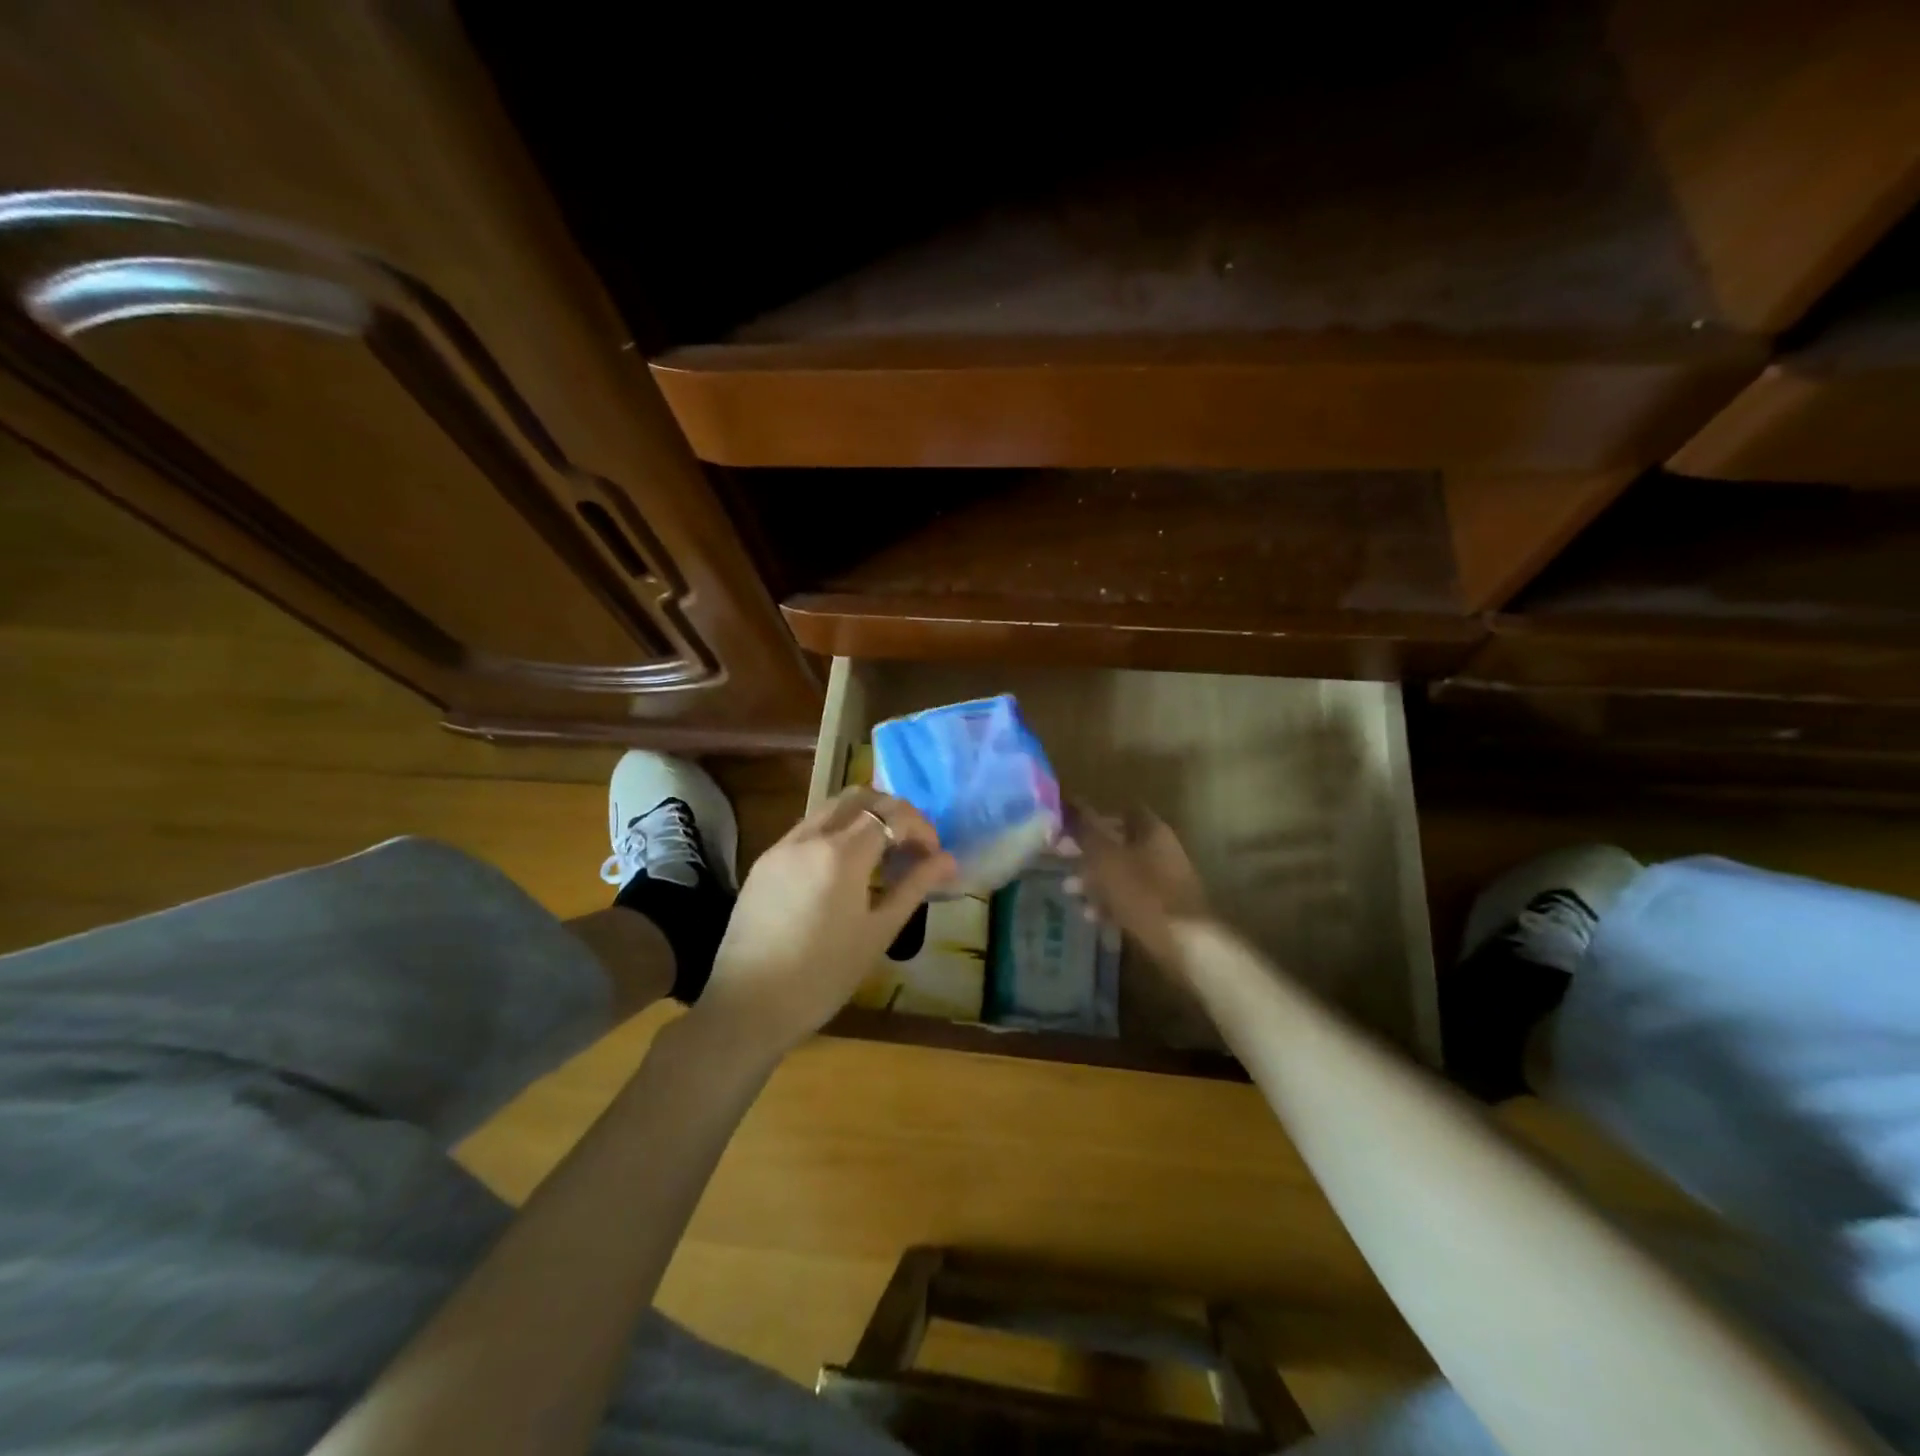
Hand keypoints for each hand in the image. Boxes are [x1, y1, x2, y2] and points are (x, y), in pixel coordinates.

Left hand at [694, 788, 956, 1053]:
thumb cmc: (823, 976)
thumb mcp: (878, 932)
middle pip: (859, 797)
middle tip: (910, 845)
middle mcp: (809, 836)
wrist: (748, 1006)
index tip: (934, 855)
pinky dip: (835, 833)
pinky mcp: (764, 862)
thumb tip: (948, 859)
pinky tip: (844, 869)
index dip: (921, 828)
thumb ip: (913, 887)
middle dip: (892, 811)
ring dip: (862, 818)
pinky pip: (807, 829)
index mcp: (841, 854)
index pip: (892, 815)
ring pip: (830, 808)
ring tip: (881, 855)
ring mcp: (781, 846)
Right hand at [1061, 804, 1210, 968]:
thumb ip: (1086, 830)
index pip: (1119, 811)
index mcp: (1151, 830)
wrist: (1187, 944)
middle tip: (1061, 861)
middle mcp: (1160, 850)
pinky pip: (1130, 898)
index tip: (1067, 829)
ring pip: (1121, 873)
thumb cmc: (1143, 894)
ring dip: (1094, 881)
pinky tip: (1091, 917)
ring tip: (1070, 893)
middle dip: (1087, 853)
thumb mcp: (1106, 859)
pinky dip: (1110, 904)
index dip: (1092, 817)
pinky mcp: (1163, 909)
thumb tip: (1071, 801)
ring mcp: (1164, 881)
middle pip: (1118, 844)